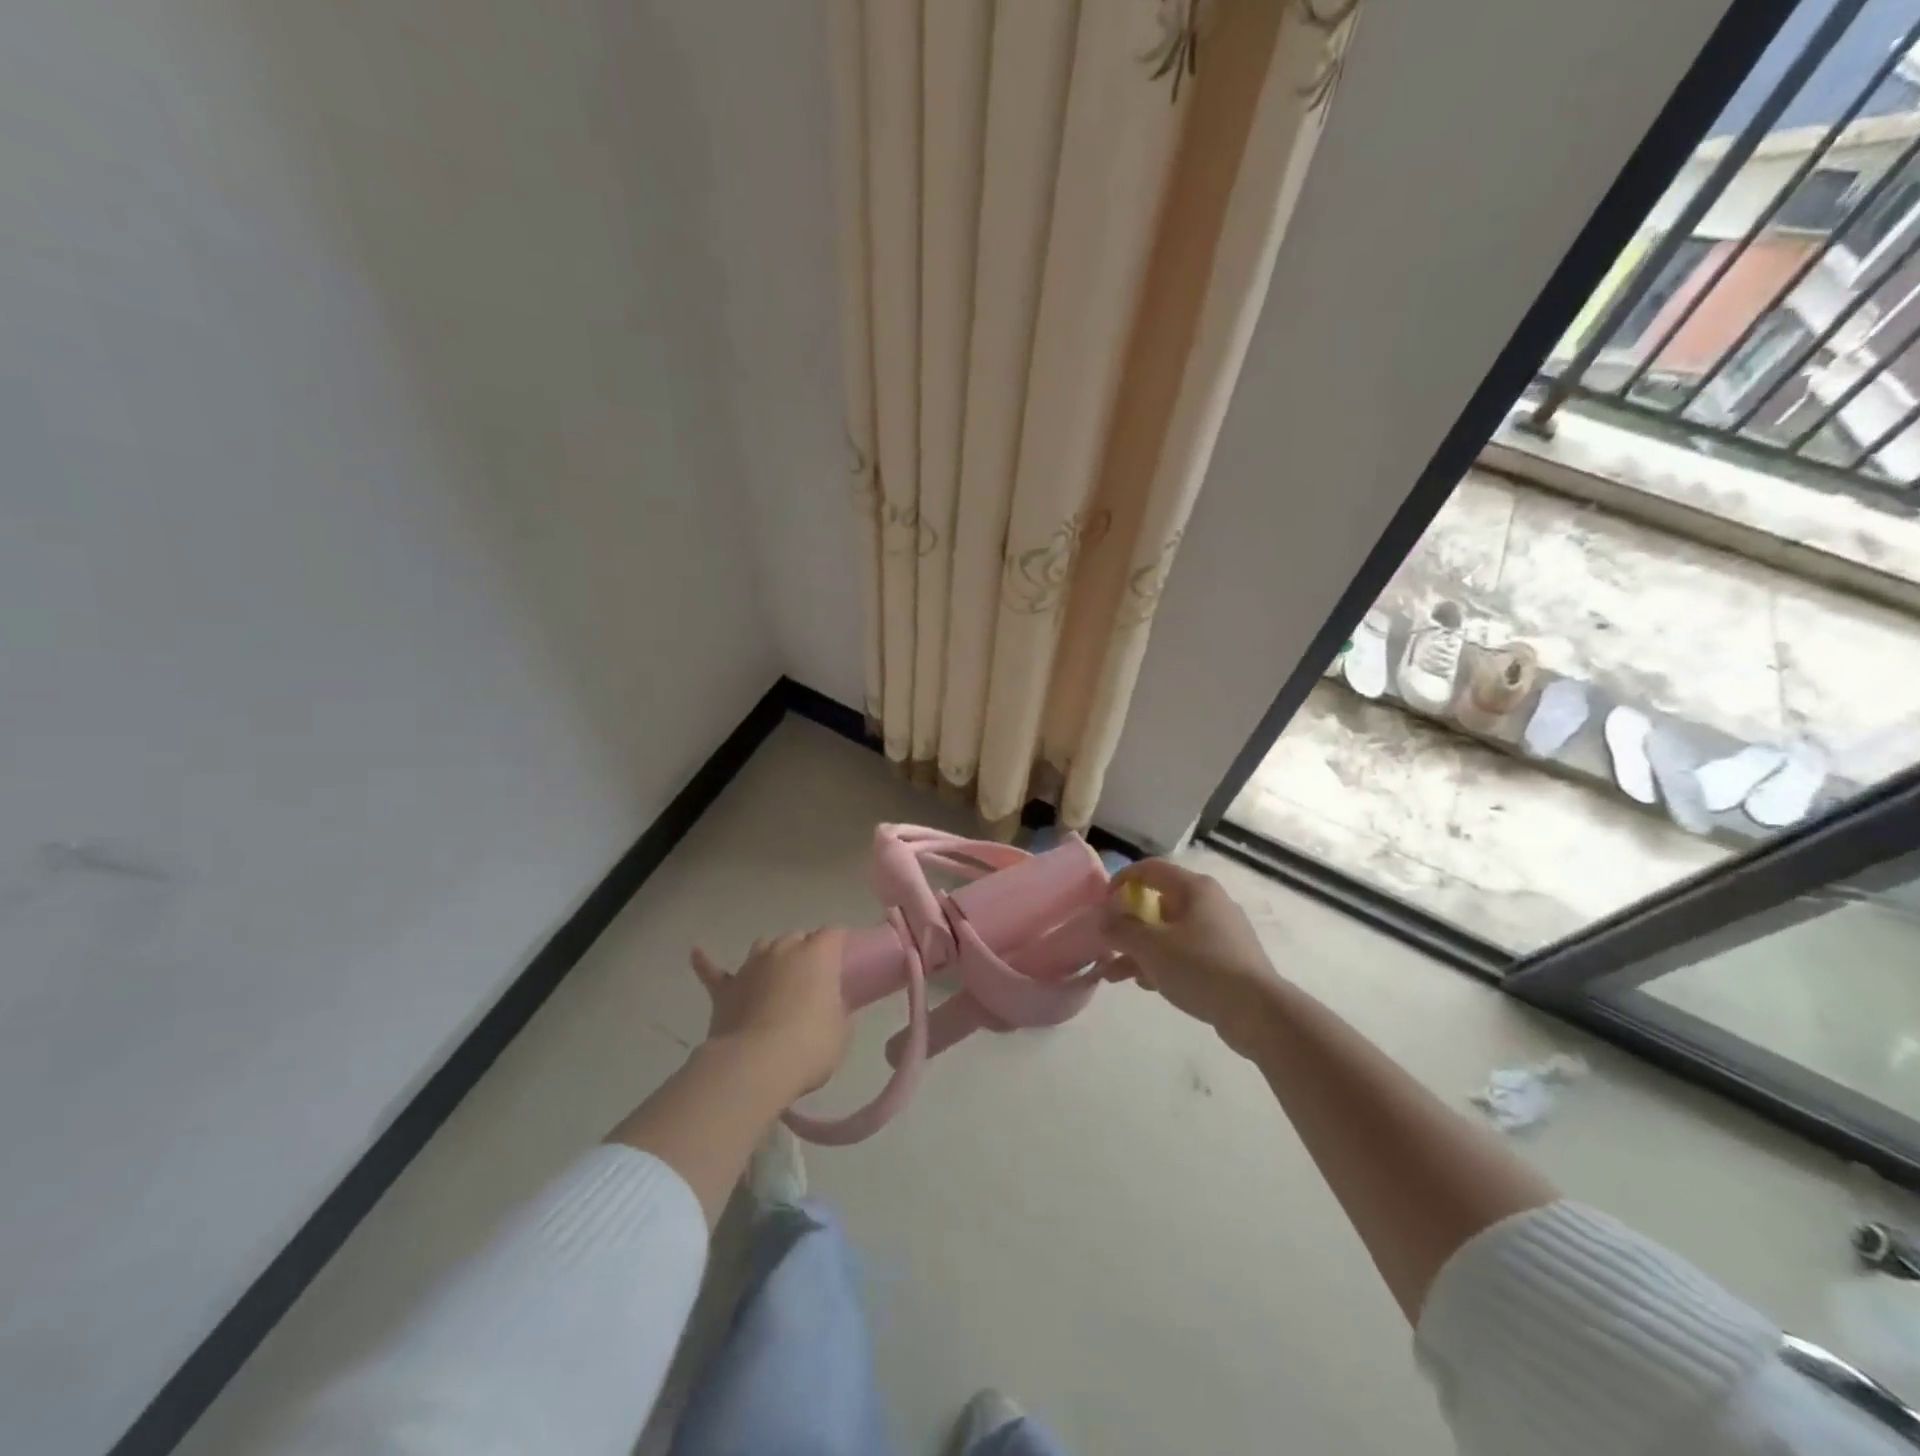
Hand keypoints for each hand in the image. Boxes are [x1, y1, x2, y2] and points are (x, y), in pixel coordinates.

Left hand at [691, 929, 850, 1102]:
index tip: (845, 960)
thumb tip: (828, 1008)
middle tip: (813, 979)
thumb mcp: (840, 1030)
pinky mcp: (725, 990)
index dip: (839, 944)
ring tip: (777, 974)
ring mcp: (751, 967)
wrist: (756, 1066)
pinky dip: (706, 962)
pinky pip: (713, 971)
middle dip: (806, 951)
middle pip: (797, 937)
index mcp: (817, 955)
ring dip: (772, 957)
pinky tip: (697, 953)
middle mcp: (784, 950)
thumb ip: (836, 1010)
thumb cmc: (809, 1046)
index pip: (833, 934)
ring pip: (763, 946)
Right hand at [1101, 860, 1278, 1056]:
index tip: (1102, 905)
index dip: (1121, 881)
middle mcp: (1209, 902)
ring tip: (1114, 975)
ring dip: (1139, 949)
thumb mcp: (1150, 946)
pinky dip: (1163, 963)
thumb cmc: (1200, 967)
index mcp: (1194, 888)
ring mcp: (1220, 932)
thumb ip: (1120, 929)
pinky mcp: (1226, 959)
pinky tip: (1146, 985)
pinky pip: (1185, 953)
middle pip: (1157, 903)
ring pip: (1169, 932)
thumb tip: (1104, 918)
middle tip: (1107, 944)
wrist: (1258, 1013)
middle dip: (1127, 925)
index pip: (1150, 869)